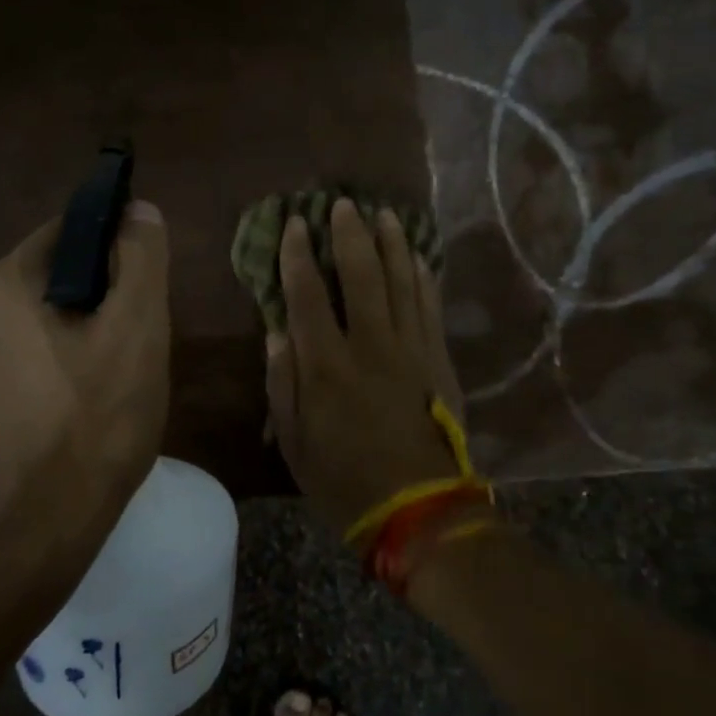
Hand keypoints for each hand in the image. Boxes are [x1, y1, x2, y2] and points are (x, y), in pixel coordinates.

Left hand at [0, 201, 169, 565]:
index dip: (116, 249)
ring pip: (42, 325)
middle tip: (139, 345)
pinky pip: (25, 364)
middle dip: (102, 301)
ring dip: (81, 338)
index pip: (70, 232)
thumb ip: (140, 260)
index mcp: (5, 284)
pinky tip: (82, 411)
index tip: (146, 289)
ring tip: (116, 384)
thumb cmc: (94, 424)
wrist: (35, 531)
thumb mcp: (137, 331)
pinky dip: (57, 371)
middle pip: (56, 281)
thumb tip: (138, 209)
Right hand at [265, 198, 466, 532]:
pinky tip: (417, 257)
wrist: (420, 510)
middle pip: (361, 275)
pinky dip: (423, 277)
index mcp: (326, 366)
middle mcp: (369, 345)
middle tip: (343, 204)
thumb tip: (277, 332)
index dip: (298, 255)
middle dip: (349, 235)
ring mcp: (411, 349)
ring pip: (402, 282)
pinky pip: (430, 306)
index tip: (294, 224)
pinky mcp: (439, 360)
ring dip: (392, 244)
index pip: (308, 294)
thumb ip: (283, 384)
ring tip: (384, 215)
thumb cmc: (345, 480)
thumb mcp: (294, 443)